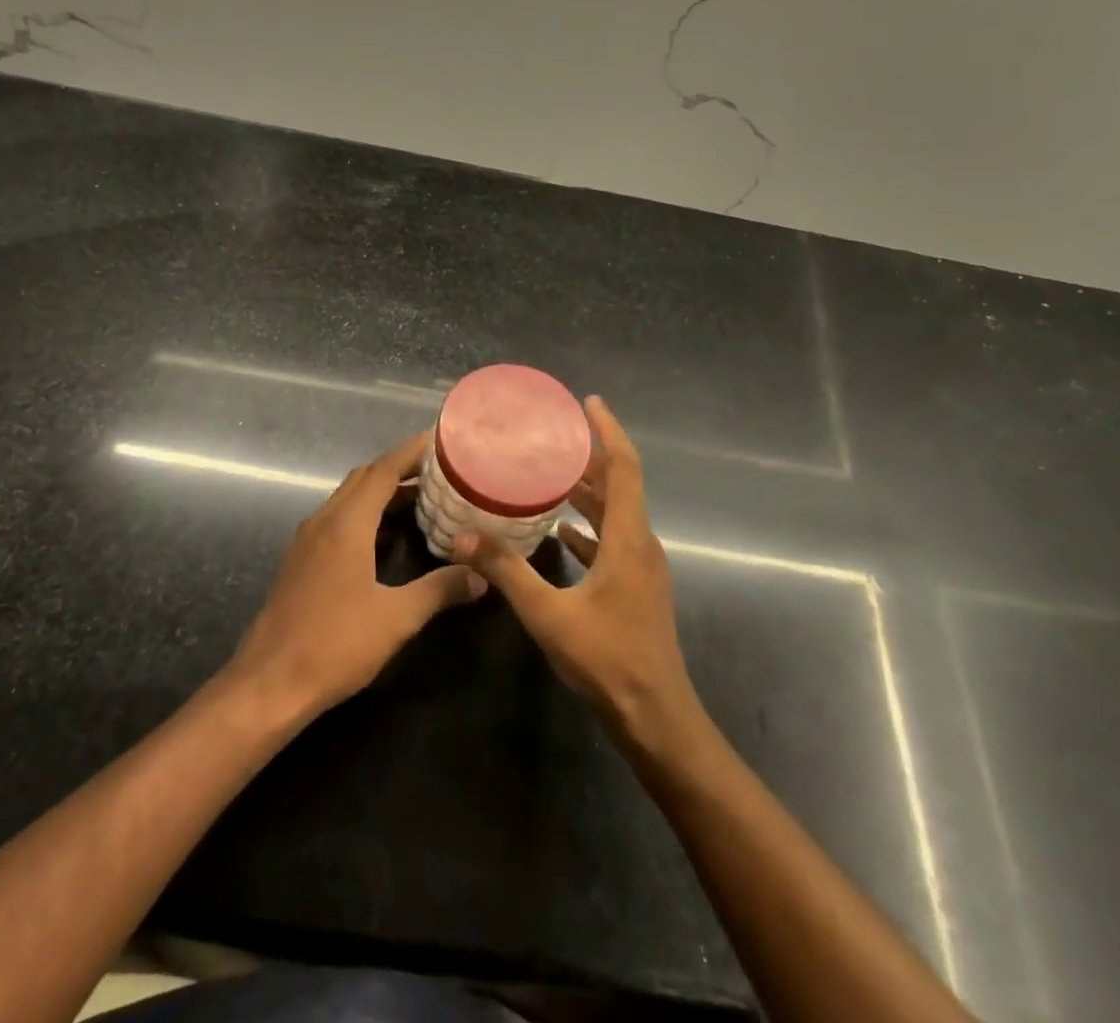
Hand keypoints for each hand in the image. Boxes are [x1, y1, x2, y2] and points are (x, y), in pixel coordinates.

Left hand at [227, 431, 484, 719]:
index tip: (440, 441)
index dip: (411, 452)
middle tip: (438, 473)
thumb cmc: (335, 644)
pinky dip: (364, 514)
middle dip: (399, 469)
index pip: (383, 470)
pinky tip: (384, 537)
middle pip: (364, 478)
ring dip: (381, 492)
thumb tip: (481, 575)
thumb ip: (440, 590)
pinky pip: (337, 520)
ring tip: (420, 500)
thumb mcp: (397, 618)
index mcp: (347, 524)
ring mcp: (307, 540)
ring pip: (348, 499)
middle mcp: (324, 521)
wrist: (268, 683)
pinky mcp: (300, 561)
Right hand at [452, 398, 702, 748]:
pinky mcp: (636, 587)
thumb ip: (506, 572)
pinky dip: (588, 526)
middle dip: (590, 456)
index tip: (589, 402)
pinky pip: (612, 540)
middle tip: (554, 434)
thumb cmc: (608, 660)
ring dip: (588, 490)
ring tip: (549, 473)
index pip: (624, 468)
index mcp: (629, 539)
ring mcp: (641, 567)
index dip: (608, 431)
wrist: (656, 716)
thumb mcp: (549, 615)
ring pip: (615, 513)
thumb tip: (463, 536)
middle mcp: (641, 543)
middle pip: (619, 485)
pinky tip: (560, 530)